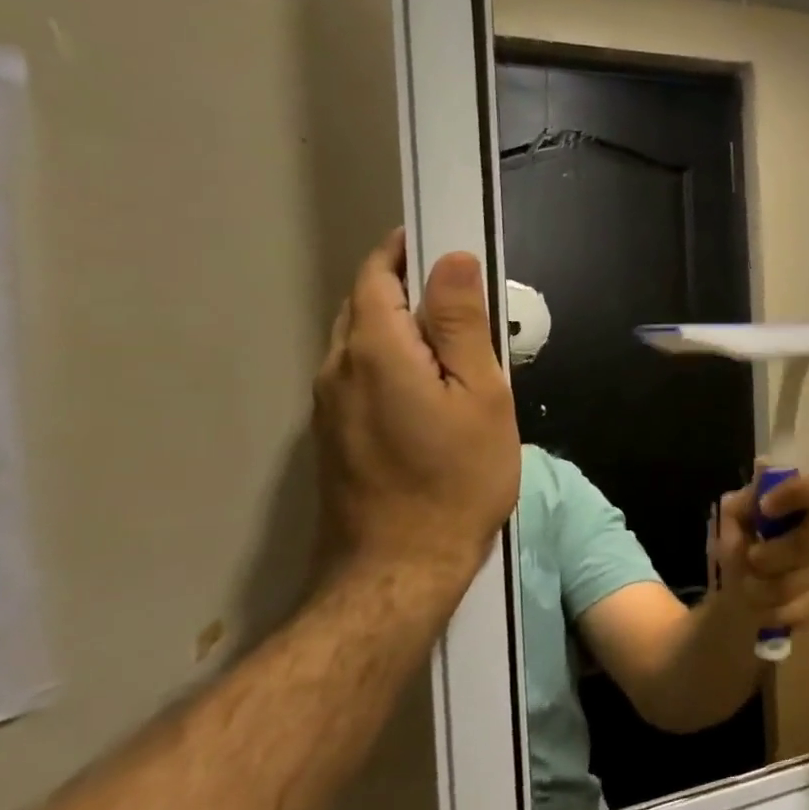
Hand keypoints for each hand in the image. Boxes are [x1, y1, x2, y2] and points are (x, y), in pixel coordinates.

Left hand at [313, 231, 520, 582]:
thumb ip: (462, 324)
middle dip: (403, 286)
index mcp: (375, 350)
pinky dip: (389, 359)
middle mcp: (337, 368)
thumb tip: (451, 259)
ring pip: (359, 341)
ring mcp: (327, 405)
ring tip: (451, 342)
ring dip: (397, 325)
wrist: (400, 567)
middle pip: (364, 305)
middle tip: (459, 295)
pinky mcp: (331, 434)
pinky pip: (358, 374)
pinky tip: (426, 386)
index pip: (377, 276)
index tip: (440, 242)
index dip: (404, 250)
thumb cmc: (457, 478)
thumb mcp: (481, 395)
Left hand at [710, 468, 808, 629]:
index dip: (794, 494)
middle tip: (750, 560)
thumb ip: (743, 501)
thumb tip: (762, 471)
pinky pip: (803, 606)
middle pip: (808, 540)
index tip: (765, 507)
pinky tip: (763, 607)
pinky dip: (776, 609)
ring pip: (802, 577)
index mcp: (798, 505)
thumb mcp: (729, 523)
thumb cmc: (739, 548)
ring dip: (766, 587)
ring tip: (748, 588)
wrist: (737, 597)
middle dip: (773, 554)